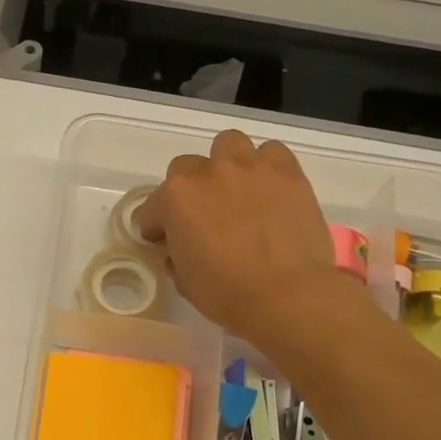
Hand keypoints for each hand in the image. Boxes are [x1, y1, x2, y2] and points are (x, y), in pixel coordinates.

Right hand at [135, 129, 345, 339]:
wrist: (288, 295)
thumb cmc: (227, 294)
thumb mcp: (184, 281)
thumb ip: (176, 255)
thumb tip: (180, 249)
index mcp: (176, 199)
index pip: (152, 207)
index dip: (156, 227)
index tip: (164, 242)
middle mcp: (209, 173)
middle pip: (186, 167)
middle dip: (188, 190)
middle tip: (201, 217)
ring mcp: (250, 168)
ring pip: (229, 144)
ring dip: (225, 164)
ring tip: (235, 191)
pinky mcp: (288, 172)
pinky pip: (271, 153)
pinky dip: (266, 166)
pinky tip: (268, 190)